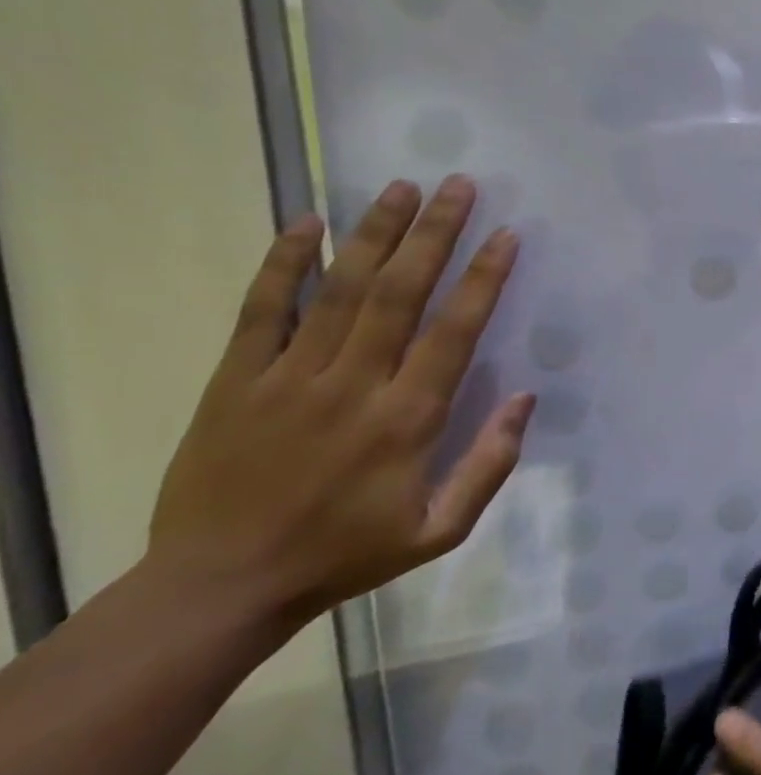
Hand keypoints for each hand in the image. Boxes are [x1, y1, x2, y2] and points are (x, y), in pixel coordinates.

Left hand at [145, 175, 532, 629]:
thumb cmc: (346, 554)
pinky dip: (283, 264)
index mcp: (408, 419)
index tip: (507, 234)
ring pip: (340, 289)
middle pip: (400, 292)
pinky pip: (262, 311)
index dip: (485, 278)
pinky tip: (304, 222)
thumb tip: (525, 398)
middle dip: (434, 233)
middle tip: (459, 186)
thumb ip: (490, 464)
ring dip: (373, 233)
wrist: (220, 588)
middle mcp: (353, 384)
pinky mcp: (236, 381)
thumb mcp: (440, 530)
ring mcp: (289, 378)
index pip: (455, 330)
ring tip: (400, 187)